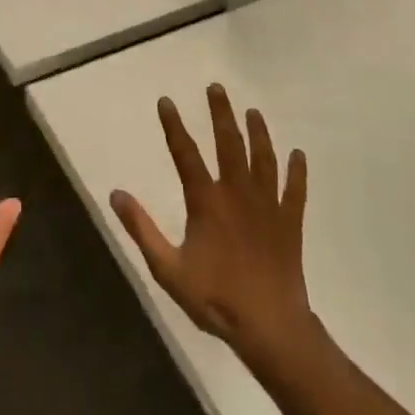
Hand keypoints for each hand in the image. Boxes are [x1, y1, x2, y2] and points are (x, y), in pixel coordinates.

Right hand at [111, 83, 312, 372]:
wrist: (269, 327)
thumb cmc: (214, 298)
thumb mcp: (167, 269)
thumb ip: (142, 229)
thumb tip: (116, 193)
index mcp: (206, 201)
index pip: (186, 154)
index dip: (174, 126)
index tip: (166, 101)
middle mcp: (238, 193)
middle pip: (229, 143)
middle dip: (221, 113)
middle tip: (216, 87)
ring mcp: (268, 205)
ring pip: (264, 158)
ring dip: (258, 132)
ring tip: (253, 111)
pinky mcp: (290, 222)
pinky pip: (296, 189)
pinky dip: (297, 171)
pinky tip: (298, 154)